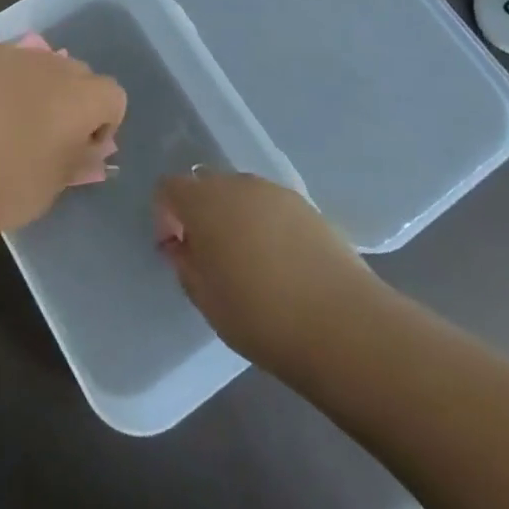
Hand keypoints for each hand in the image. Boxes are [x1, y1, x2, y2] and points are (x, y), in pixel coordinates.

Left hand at [0, 35, 124, 234]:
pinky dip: (5, 79)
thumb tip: (92, 149)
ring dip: (39, 86)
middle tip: (48, 134)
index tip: (81, 148)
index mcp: (82, 97)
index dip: (104, 123)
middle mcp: (54, 65)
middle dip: (73, 100)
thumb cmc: (6, 184)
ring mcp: (13, 54)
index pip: (113, 96)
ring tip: (12, 118)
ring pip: (42, 63)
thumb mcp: (53, 185)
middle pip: (79, 74)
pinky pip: (6, 62)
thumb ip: (80, 160)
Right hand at [155, 171, 386, 377]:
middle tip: (210, 258)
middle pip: (206, 186)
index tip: (176, 251)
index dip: (165, 216)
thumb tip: (184, 246)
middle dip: (200, 215)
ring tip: (249, 264)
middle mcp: (238, 184)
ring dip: (235, 219)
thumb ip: (186, 264)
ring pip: (242, 195)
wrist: (343, 324)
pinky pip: (272, 208)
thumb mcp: (205, 299)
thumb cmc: (260, 315)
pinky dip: (266, 226)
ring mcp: (277, 192)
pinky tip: (281, 265)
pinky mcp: (309, 207)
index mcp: (204, 201)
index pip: (169, 188)